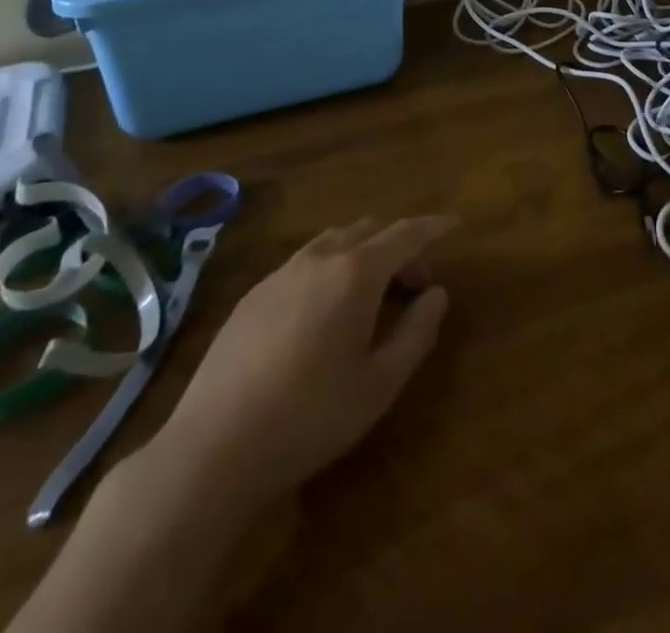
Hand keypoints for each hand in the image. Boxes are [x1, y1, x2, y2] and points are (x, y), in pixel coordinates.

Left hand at [153, 215, 455, 510]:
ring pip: (335, 240)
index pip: (405, 234)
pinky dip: (333, 265)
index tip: (455, 224)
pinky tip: (327, 309)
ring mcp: (282, 272)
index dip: (433, 227)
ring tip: (375, 293)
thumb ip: (416, 332)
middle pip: (370, 230)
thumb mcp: (379, 384)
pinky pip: (306, 261)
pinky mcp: (254, 293)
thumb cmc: (310, 417)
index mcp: (356, 273)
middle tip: (416, 283)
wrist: (214, 447)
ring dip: (364, 252)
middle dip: (400, 246)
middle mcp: (320, 258)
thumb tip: (437, 294)